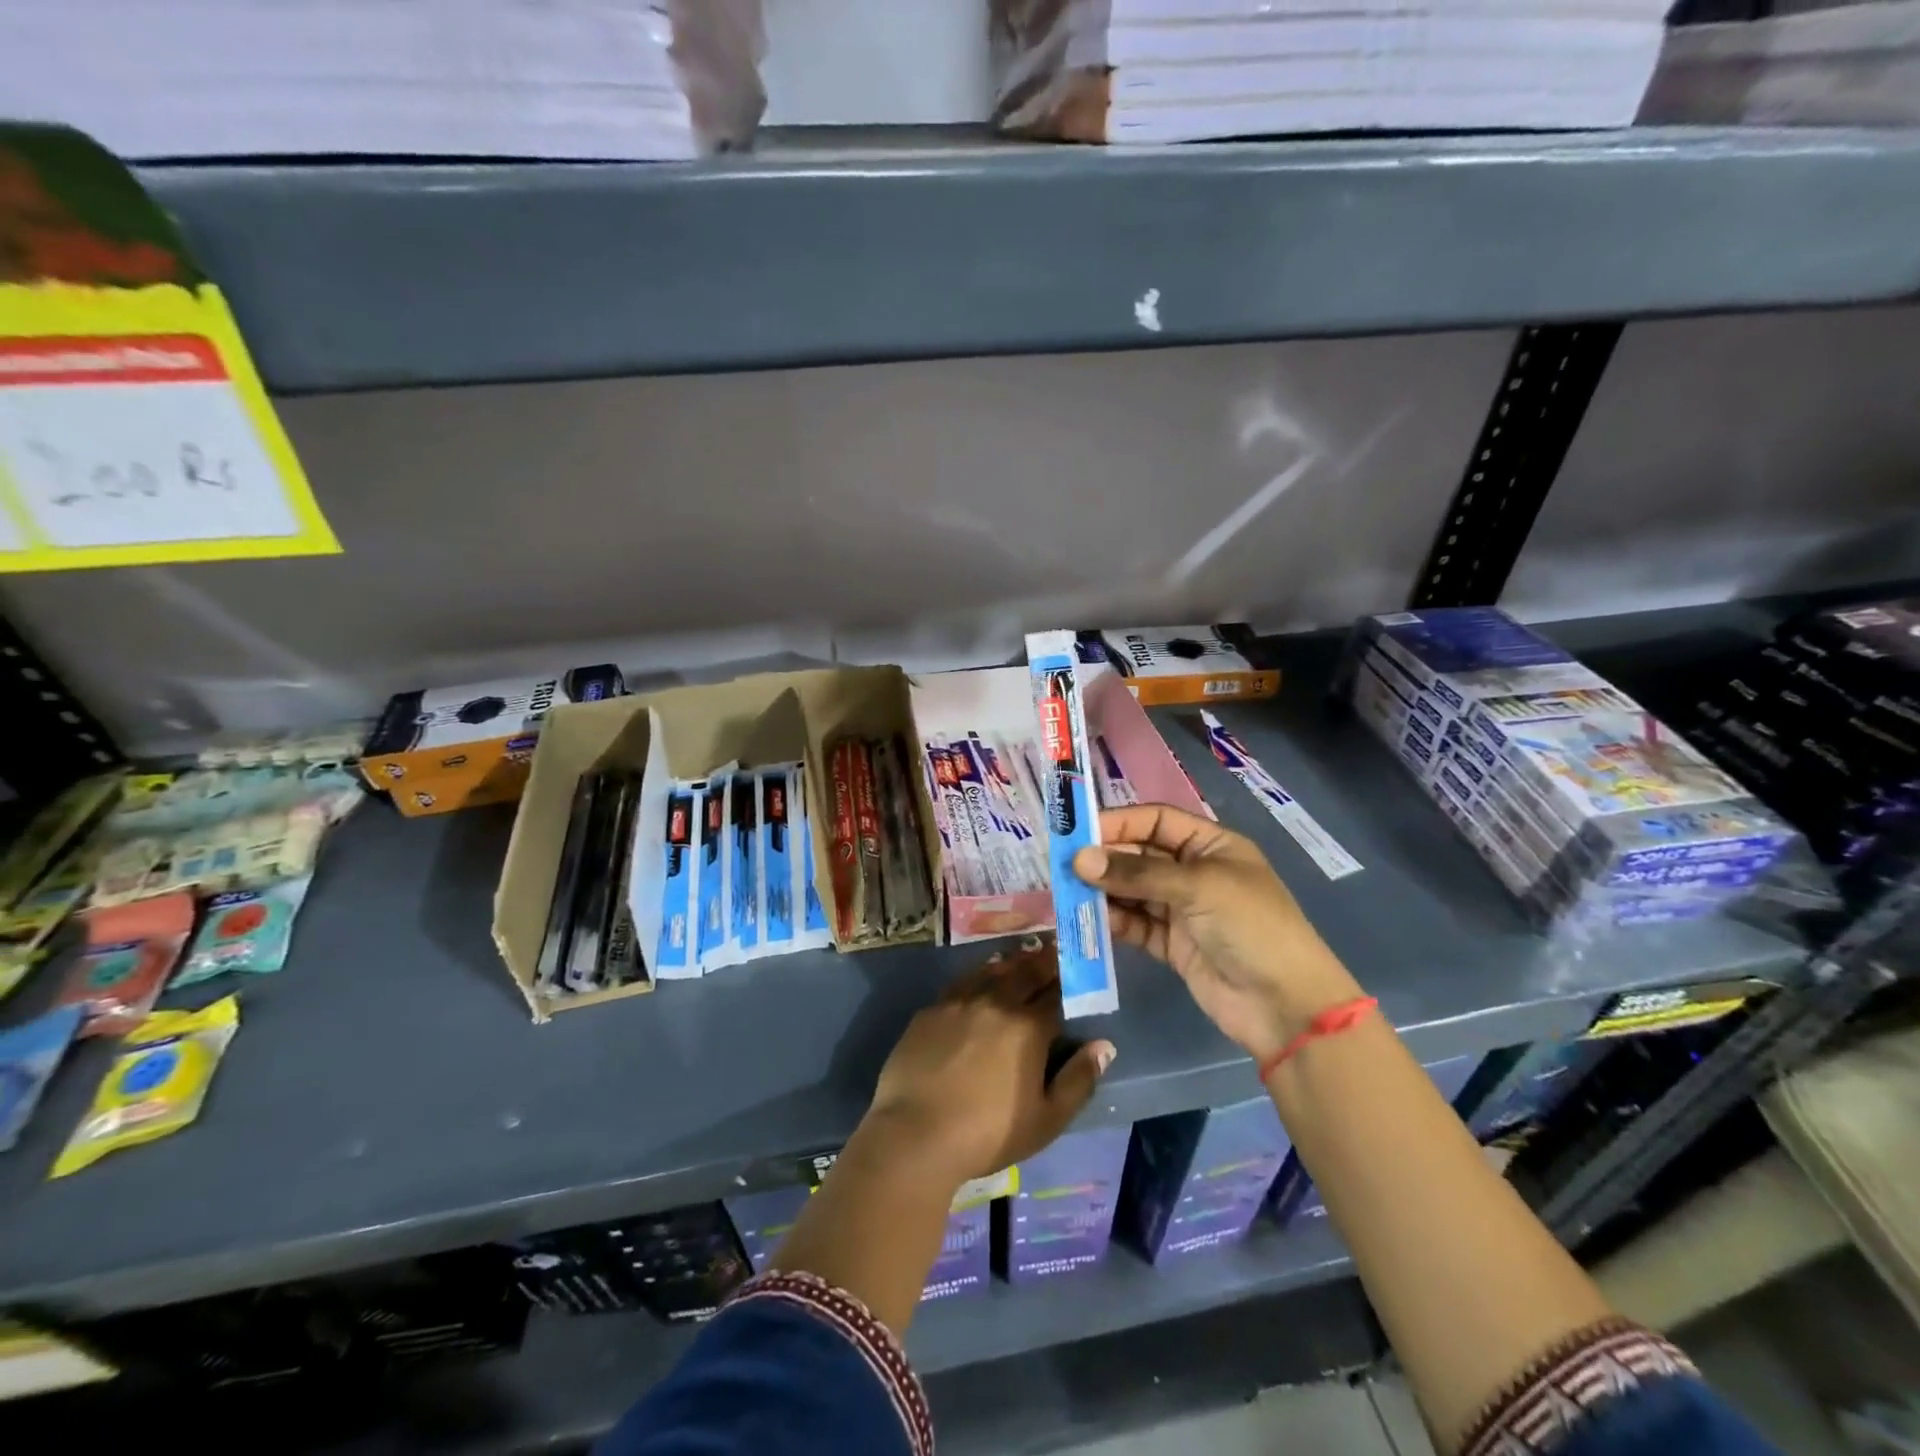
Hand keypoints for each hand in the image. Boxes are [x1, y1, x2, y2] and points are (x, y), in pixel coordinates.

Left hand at [864, 942, 1115, 1187]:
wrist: (916, 1134)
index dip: (1068, 981)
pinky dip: (977, 975)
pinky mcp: (931, 1011)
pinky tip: (979, 977)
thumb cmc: (989, 1133)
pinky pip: (961, 983)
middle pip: (1024, 973)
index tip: (1076, 967)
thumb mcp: (1046, 1119)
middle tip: (1053, 947)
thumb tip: (1103, 1046)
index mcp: (1028, 1027)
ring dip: (1011, 962)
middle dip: (1042, 960)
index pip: (1055, 994)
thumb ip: (1078, 1080)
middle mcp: (996, 1003)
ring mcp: (959, 1002)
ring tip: (1020, 955)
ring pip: (991, 971)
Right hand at [1073, 805, 1360, 1060]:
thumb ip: (1136, 874)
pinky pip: (1134, 924)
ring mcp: (1182, 910)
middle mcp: (1194, 872)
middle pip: (1139, 855)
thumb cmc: (1251, 927)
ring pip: (1132, 891)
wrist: (1286, 1007)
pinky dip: (1111, 921)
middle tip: (1063, 865)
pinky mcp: (1172, 944)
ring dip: (1102, 890)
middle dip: (1104, 858)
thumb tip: (1079, 860)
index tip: (1077, 832)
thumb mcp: (1198, 888)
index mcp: (1211, 845)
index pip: (1155, 821)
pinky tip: (1085, 919)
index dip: (1118, 823)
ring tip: (1066, 892)